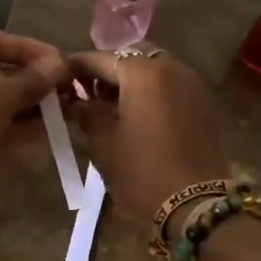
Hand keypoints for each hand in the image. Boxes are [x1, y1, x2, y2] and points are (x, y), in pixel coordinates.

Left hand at [0, 29, 68, 177]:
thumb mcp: (0, 94)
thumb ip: (32, 79)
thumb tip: (61, 64)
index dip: (28, 49)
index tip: (58, 61)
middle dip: (31, 81)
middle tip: (64, 89)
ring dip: (27, 106)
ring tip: (62, 111)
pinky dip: (14, 126)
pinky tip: (45, 132)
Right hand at [66, 49, 227, 225]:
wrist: (195, 203)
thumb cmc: (141, 171)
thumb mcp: (103, 142)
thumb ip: (86, 113)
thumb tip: (74, 102)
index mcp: (142, 72)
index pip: (100, 58)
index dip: (76, 68)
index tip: (59, 79)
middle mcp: (170, 68)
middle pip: (131, 57)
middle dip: (107, 71)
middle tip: (87, 93)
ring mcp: (190, 84)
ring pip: (152, 69)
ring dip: (129, 81)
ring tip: (108, 107)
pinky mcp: (201, 104)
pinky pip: (168, 85)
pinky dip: (149, 92)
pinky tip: (134, 116)